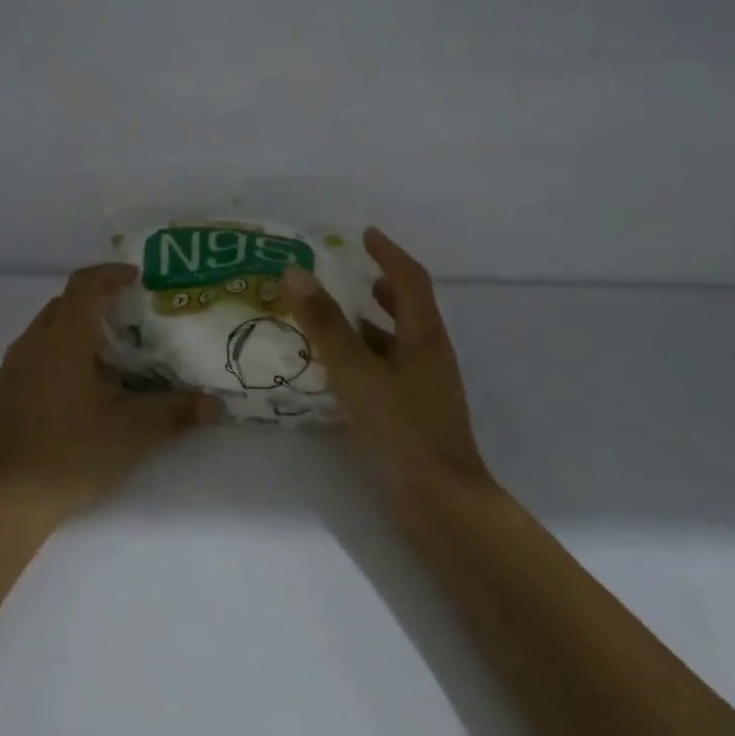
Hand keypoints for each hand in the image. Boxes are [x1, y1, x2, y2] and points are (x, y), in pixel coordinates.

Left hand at [0, 263, 218, 522]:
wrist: (3, 504)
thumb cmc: (71, 453)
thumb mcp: (134, 432)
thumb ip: (177, 412)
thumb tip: (215, 404)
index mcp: (63, 339)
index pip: (84, 284)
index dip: (111, 274)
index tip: (138, 279)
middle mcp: (31, 344)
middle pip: (63, 305)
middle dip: (95, 303)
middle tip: (130, 320)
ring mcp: (9, 371)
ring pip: (45, 333)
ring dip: (75, 332)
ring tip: (107, 358)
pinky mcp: (0, 397)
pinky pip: (32, 359)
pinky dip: (56, 358)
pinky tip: (76, 394)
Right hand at [281, 229, 495, 506]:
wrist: (439, 501)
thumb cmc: (400, 429)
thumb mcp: (355, 371)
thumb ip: (325, 324)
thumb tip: (295, 272)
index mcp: (423, 336)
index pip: (410, 279)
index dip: (388, 253)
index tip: (364, 234)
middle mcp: (429, 355)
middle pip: (408, 308)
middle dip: (379, 286)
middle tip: (345, 273)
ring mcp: (424, 387)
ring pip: (395, 342)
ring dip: (368, 323)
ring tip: (331, 316)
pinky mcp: (413, 414)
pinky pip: (386, 371)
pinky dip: (363, 358)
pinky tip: (335, 371)